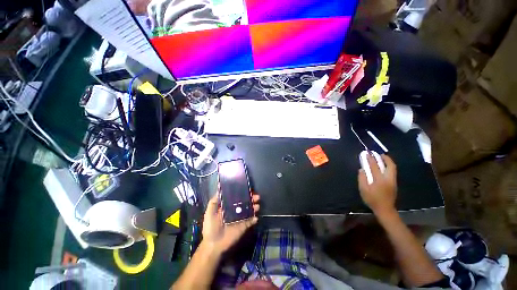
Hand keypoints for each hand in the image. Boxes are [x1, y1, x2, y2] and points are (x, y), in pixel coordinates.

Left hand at [202, 193, 259, 254]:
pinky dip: (254, 219)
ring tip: (257, 205)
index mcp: (228, 206)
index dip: (242, 192)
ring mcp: (240, 218)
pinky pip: (250, 221)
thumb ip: (214, 201)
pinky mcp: (243, 226)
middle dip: (251, 198)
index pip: (236, 197)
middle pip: (245, 202)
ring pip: (249, 210)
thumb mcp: (209, 212)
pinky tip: (256, 217)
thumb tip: (219, 189)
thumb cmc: (210, 227)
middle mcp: (235, 210)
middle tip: (256, 196)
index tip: (247, 188)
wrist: (214, 245)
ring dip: (254, 207)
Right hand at [358, 154, 396, 215]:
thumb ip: (362, 178)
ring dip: (388, 162)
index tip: (367, 154)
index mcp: (379, 180)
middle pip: (390, 165)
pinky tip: (383, 167)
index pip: (374, 166)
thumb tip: (362, 169)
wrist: (385, 209)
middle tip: (379, 154)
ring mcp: (393, 181)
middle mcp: (388, 179)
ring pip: (392, 168)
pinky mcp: (394, 184)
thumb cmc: (372, 199)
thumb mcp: (363, 189)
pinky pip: (392, 172)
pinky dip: (388, 167)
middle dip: (385, 158)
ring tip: (382, 158)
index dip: (370, 159)